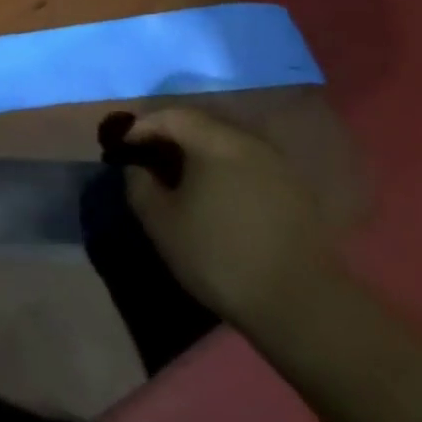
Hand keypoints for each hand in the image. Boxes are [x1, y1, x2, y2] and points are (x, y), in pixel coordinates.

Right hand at [121, 106, 335, 332]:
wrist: (300, 306)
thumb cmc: (219, 256)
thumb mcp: (161, 223)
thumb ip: (138, 185)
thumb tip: (135, 167)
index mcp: (215, 142)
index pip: (170, 116)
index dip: (141, 127)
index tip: (122, 149)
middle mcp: (249, 142)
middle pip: (201, 126)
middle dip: (170, 138)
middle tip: (148, 160)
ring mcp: (277, 166)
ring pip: (227, 146)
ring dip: (199, 156)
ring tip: (181, 180)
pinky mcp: (295, 192)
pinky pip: (248, 166)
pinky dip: (224, 172)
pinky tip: (216, 199)